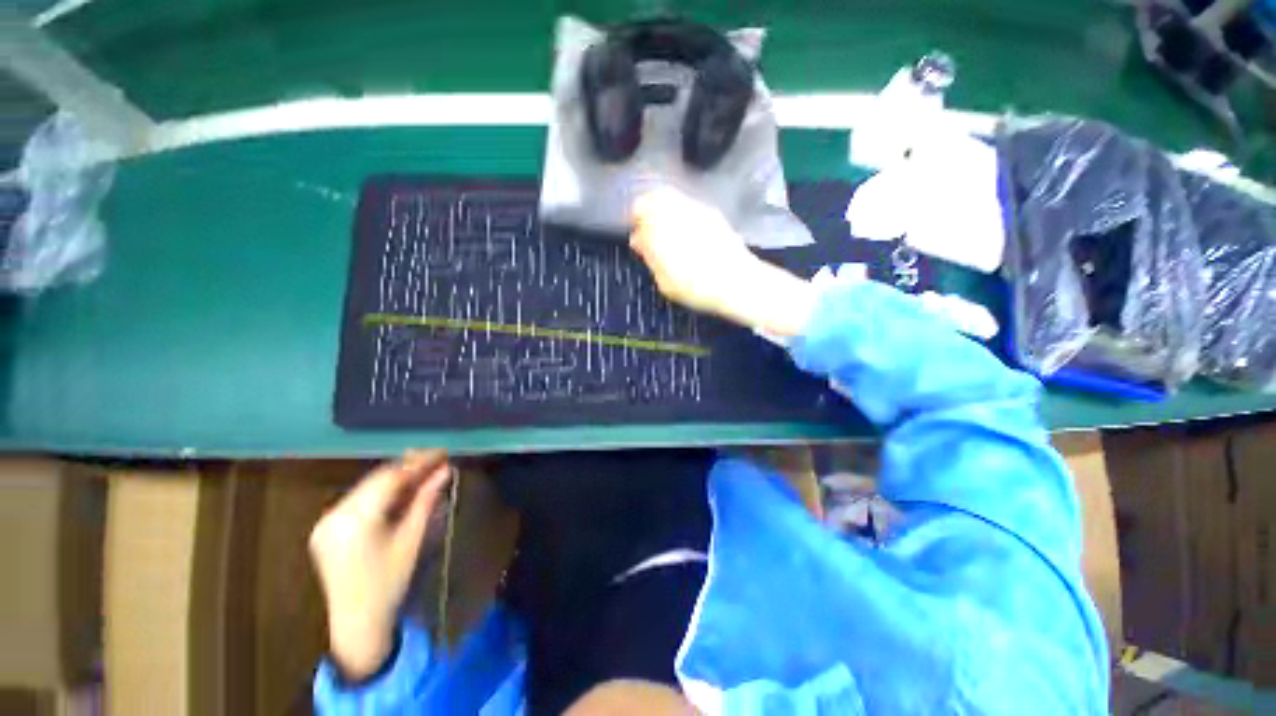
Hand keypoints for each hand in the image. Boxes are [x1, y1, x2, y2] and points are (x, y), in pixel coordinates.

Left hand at [309, 451, 452, 679]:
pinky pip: (359, 499)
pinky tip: (401, 489)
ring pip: (367, 486)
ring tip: (424, 471)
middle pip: (377, 479)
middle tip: (437, 459)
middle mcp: (335, 514)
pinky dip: (382, 491)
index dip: (419, 462)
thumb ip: (427, 500)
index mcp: (355, 520)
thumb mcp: (412, 539)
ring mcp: (327, 521)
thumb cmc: (390, 583)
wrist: (357, 622)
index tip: (443, 453)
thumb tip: (446, 470)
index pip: (391, 478)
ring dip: (396, 477)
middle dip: (408, 467)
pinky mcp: (326, 527)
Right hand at [631, 187, 816, 336]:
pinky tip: (688, 236)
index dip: (635, 224)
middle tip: (650, 235)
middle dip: (648, 213)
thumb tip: (638, 239)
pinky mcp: (713, 213)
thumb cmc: (696, 287)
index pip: (638, 210)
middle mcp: (677, 210)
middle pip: (655, 197)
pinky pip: (689, 206)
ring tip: (670, 236)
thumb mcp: (664, 280)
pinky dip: (682, 215)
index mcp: (659, 226)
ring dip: (665, 212)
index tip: (638, 240)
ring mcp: (697, 208)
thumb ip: (649, 256)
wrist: (737, 282)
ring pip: (673, 198)